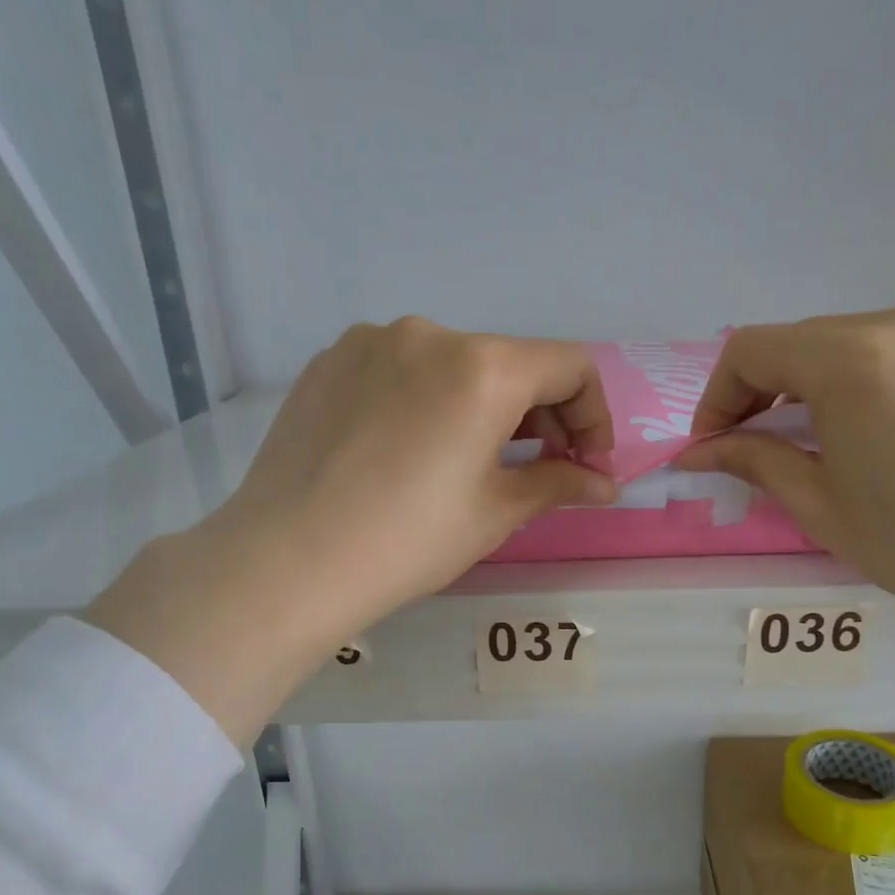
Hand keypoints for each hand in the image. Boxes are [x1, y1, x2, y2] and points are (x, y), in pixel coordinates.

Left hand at [88, 317, 616, 742]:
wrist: (289, 560)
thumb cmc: (409, 540)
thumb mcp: (496, 513)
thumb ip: (558, 483)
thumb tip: (605, 484)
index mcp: (484, 367)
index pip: (570, 367)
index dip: (593, 416)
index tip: (585, 465)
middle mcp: (431, 334)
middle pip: (512, 362)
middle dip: (539, 414)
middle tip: (537, 468)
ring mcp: (371, 342)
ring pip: (453, 365)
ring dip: (482, 406)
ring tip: (468, 461)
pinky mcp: (329, 362)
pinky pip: (400, 370)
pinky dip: (427, 400)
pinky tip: (407, 451)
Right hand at [676, 300, 894, 640]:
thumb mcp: (817, 502)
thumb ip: (752, 459)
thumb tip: (697, 452)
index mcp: (854, 360)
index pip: (752, 350)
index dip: (717, 396)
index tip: (712, 443)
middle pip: (805, 341)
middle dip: (767, 391)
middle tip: (757, 445)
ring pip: (860, 341)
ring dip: (823, 384)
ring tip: (827, 439)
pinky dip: (881, 382)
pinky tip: (892, 434)